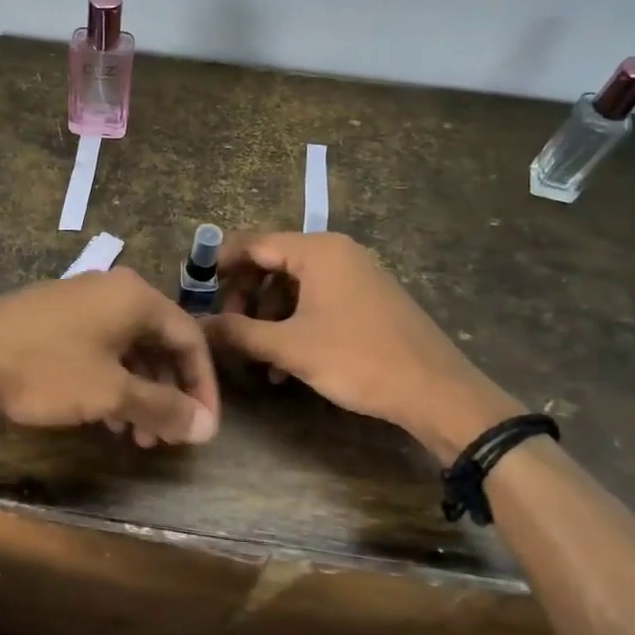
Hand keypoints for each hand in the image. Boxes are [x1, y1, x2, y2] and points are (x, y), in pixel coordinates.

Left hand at [0, 269, 219, 446]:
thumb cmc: (46, 371)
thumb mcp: (111, 393)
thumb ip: (163, 407)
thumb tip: (208, 427)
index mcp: (135, 296)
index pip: (190, 338)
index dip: (203, 385)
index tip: (202, 427)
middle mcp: (110, 290)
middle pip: (159, 342)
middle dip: (167, 393)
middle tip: (165, 437)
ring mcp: (77, 302)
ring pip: (126, 349)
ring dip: (138, 393)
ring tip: (135, 436)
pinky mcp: (49, 319)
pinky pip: (97, 349)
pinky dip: (109, 383)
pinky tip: (103, 418)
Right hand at [204, 232, 520, 460]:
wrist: (436, 391)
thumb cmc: (358, 359)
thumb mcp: (290, 348)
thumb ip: (239, 332)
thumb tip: (199, 326)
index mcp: (318, 251)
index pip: (253, 243)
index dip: (221, 266)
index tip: (198, 294)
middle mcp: (337, 252)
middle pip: (272, 263)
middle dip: (245, 297)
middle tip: (230, 331)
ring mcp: (356, 275)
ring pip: (294, 286)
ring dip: (269, 317)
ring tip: (258, 358)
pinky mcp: (368, 299)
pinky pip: (317, 300)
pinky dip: (295, 324)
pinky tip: (285, 364)